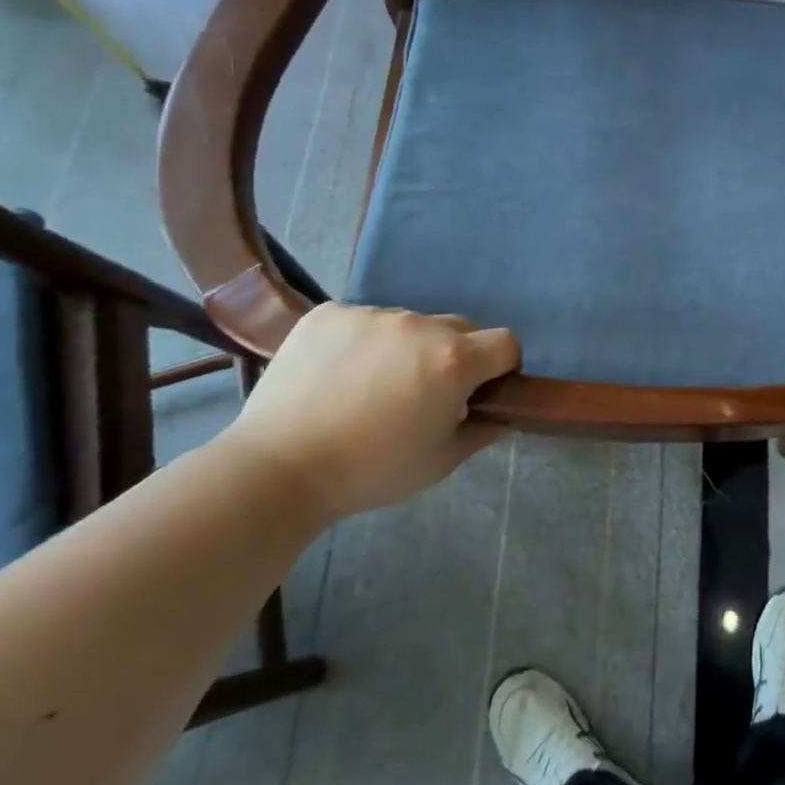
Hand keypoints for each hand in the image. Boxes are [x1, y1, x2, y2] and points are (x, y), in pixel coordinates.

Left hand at [229, 304, 519, 521]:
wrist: (278, 469)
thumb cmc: (371, 470)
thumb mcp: (441, 461)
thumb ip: (482, 431)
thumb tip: (500, 414)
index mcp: (455, 359)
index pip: (506, 343)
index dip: (501, 366)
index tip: (480, 391)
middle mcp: (420, 324)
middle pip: (459, 328)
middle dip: (454, 355)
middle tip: (424, 393)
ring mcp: (372, 314)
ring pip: (408, 324)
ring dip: (405, 348)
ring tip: (369, 387)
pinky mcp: (329, 313)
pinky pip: (362, 321)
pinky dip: (360, 342)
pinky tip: (336, 375)